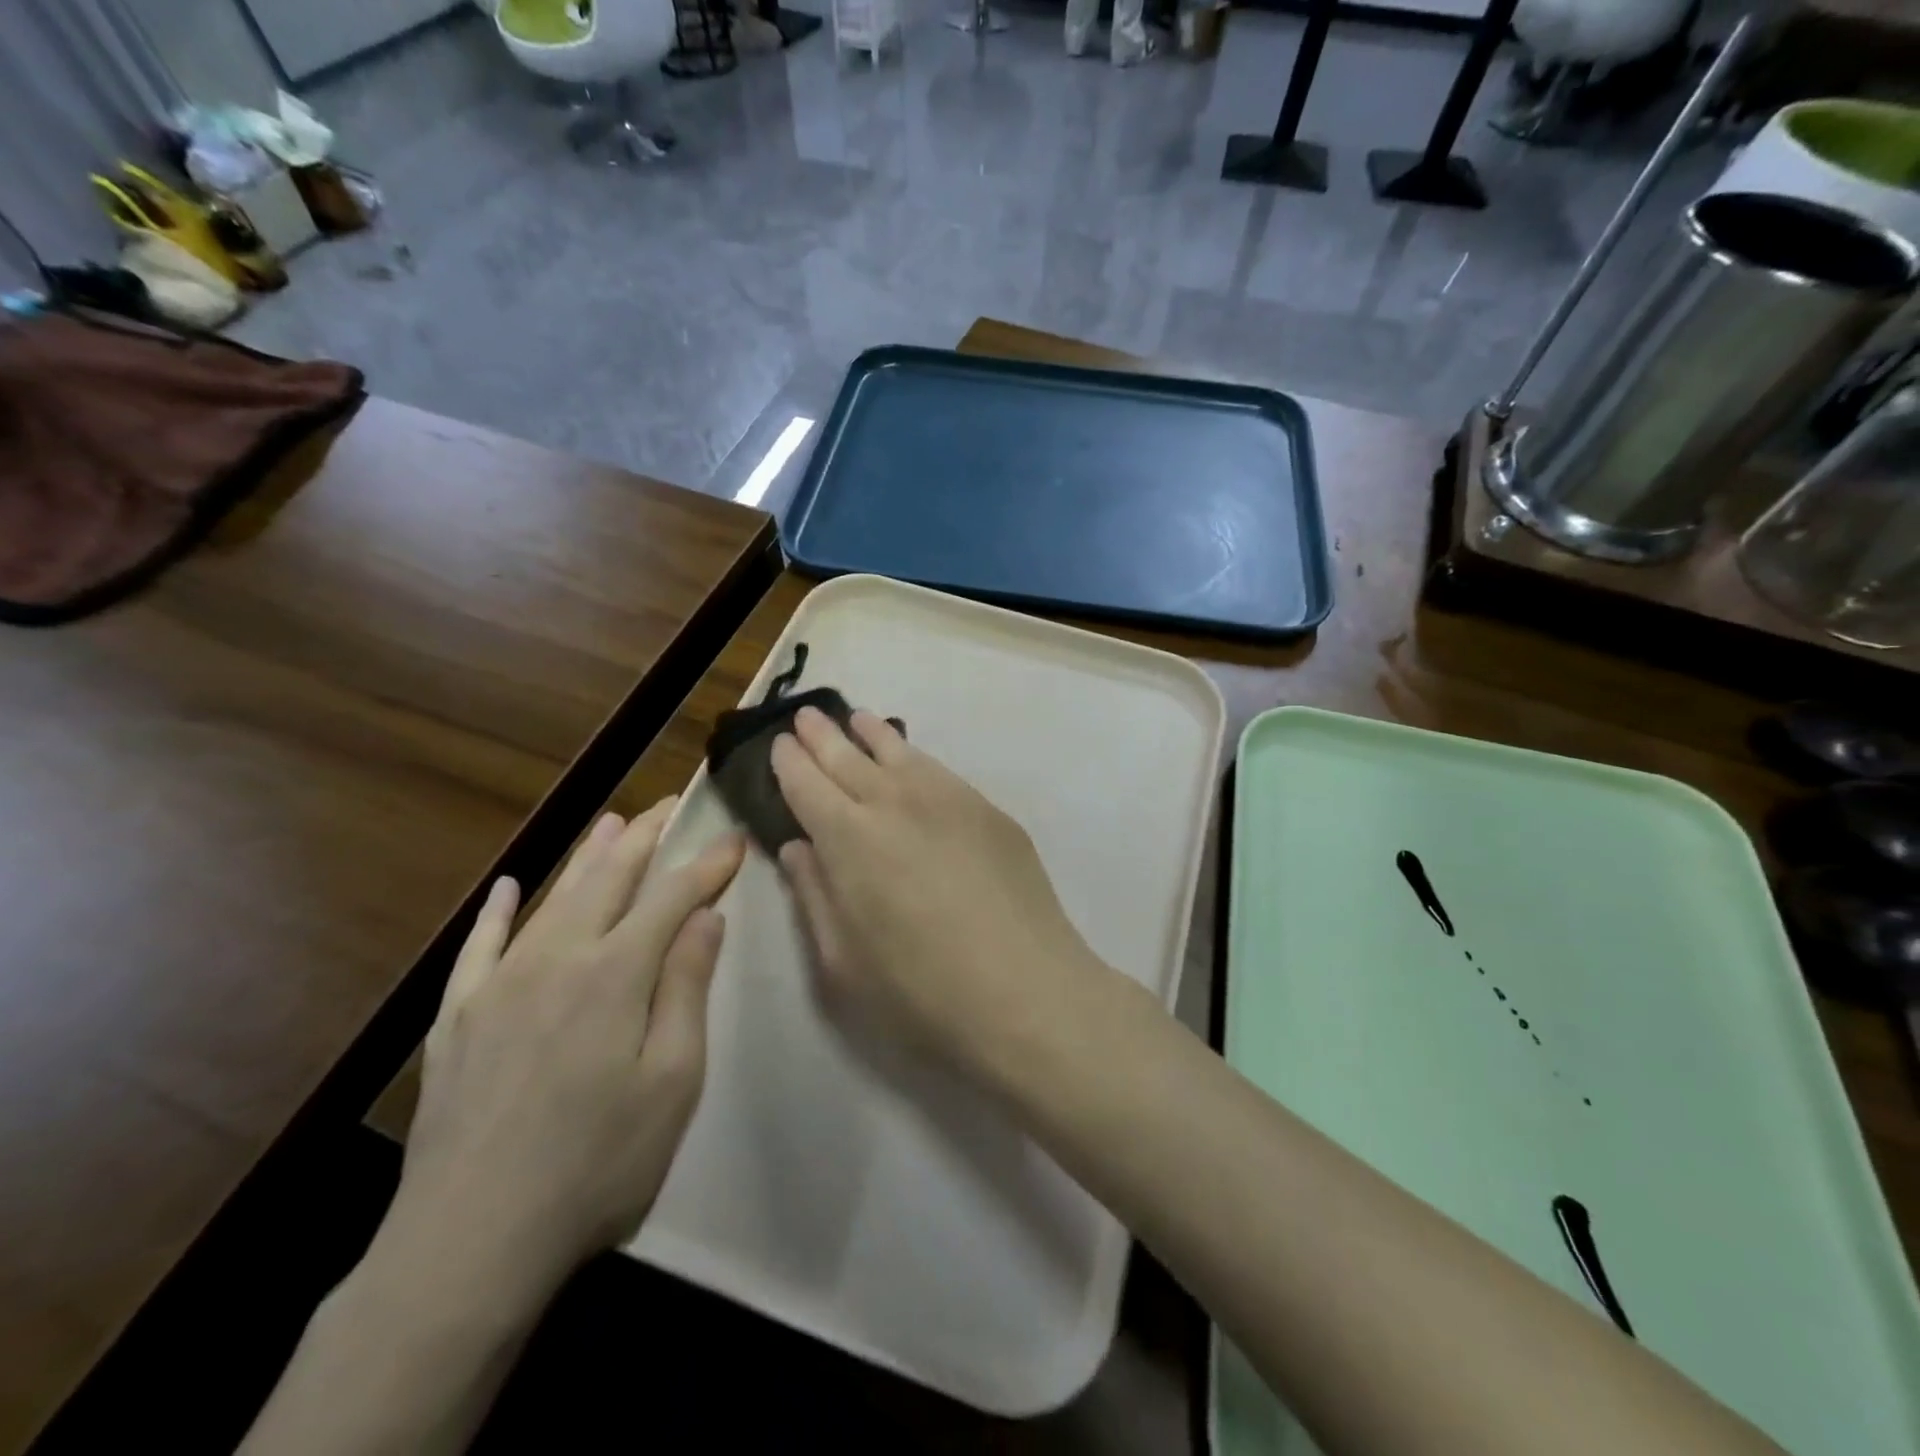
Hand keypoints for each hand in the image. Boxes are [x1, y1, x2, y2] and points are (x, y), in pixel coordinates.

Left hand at [391, 800, 744, 1293]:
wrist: (469, 1242)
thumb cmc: (596, 1164)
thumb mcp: (671, 1081)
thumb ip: (686, 989)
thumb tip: (705, 918)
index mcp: (614, 974)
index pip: (672, 897)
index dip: (706, 865)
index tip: (733, 839)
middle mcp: (556, 959)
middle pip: (609, 880)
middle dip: (645, 838)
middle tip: (669, 806)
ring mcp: (498, 985)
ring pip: (553, 899)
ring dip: (587, 857)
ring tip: (612, 824)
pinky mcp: (457, 1018)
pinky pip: (479, 947)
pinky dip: (498, 911)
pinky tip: (509, 887)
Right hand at [770, 706, 1104, 1069]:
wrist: (1026, 992)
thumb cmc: (920, 992)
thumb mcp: (843, 961)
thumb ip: (815, 896)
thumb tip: (798, 847)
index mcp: (848, 838)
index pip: (807, 784)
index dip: (790, 762)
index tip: (781, 744)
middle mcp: (895, 803)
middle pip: (849, 757)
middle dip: (823, 735)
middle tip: (808, 715)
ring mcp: (948, 800)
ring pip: (900, 752)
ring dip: (871, 733)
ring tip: (858, 719)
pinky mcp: (989, 811)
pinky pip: (940, 770)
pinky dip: (916, 756)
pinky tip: (913, 760)